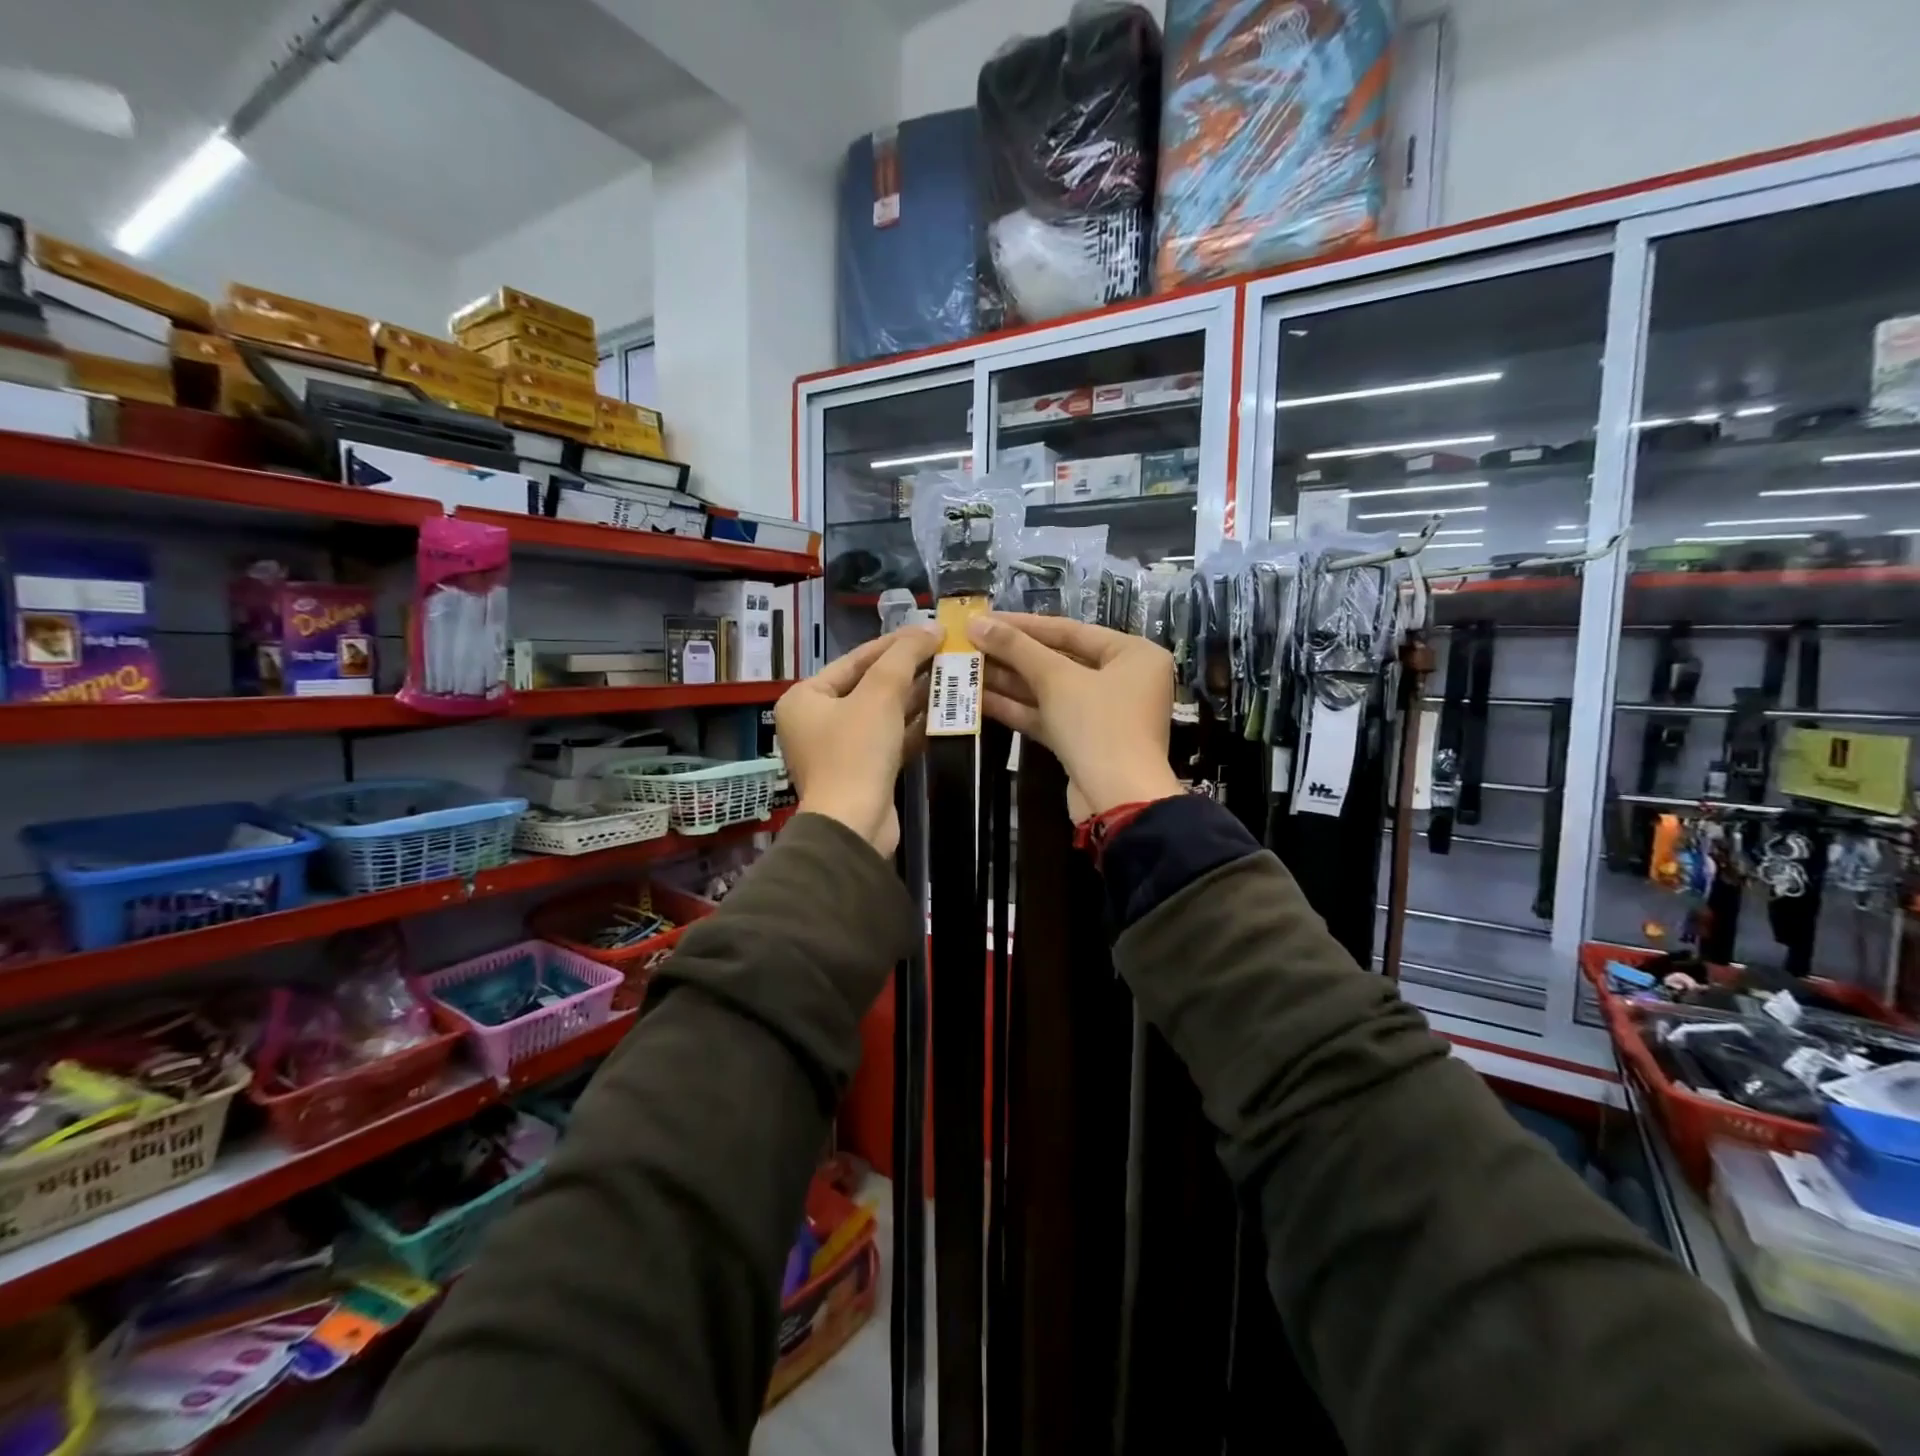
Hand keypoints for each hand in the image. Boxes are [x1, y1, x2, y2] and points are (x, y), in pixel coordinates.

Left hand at [776, 625, 940, 854]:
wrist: (854, 825)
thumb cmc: (856, 752)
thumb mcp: (880, 694)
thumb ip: (904, 656)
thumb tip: (930, 628)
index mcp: (805, 698)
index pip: (855, 659)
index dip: (895, 643)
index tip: (931, 631)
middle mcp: (816, 721)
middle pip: (869, 685)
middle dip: (908, 671)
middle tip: (945, 653)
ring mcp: (839, 749)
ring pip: (882, 713)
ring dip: (915, 697)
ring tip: (950, 677)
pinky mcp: (862, 772)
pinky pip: (889, 739)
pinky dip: (913, 726)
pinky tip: (943, 712)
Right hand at [967, 612, 1181, 820]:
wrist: (1117, 800)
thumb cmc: (1098, 725)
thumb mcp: (1056, 679)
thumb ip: (1017, 648)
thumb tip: (977, 623)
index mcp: (1133, 655)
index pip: (1070, 630)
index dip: (1023, 625)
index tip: (984, 618)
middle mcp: (1123, 680)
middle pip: (1058, 660)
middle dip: (1012, 655)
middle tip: (969, 644)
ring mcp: (1103, 713)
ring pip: (1050, 690)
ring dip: (1008, 681)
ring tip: (966, 668)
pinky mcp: (1083, 741)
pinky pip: (1048, 716)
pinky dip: (1017, 708)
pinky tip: (979, 698)